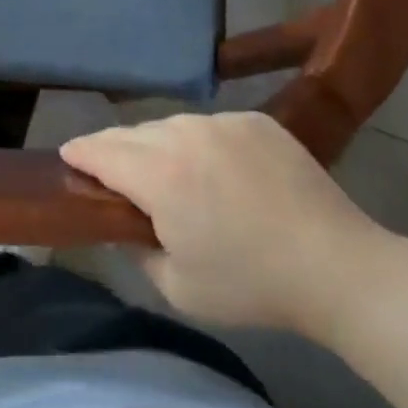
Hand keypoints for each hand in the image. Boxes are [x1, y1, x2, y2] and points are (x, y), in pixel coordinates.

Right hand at [60, 112, 391, 341]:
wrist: (338, 266)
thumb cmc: (252, 285)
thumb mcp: (177, 287)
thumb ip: (136, 250)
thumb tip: (125, 225)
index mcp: (159, 176)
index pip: (100, 151)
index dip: (79, 154)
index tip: (68, 158)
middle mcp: (184, 135)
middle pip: (132, 134)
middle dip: (115, 150)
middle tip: (114, 174)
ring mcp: (223, 122)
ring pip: (171, 125)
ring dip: (158, 145)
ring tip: (168, 172)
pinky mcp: (255, 121)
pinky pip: (210, 125)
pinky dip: (200, 143)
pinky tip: (216, 170)